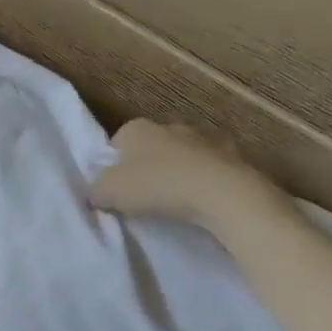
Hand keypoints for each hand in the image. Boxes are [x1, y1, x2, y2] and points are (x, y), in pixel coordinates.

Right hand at [87, 120, 289, 230]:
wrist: (227, 196)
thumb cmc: (158, 186)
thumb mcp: (109, 192)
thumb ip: (95, 191)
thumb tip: (95, 194)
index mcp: (137, 128)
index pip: (116, 143)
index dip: (113, 166)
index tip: (116, 189)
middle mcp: (170, 126)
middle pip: (150, 148)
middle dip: (146, 168)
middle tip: (143, 197)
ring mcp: (206, 140)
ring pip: (183, 158)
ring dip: (178, 174)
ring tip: (175, 204)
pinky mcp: (237, 158)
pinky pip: (211, 172)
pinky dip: (206, 184)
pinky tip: (203, 204)